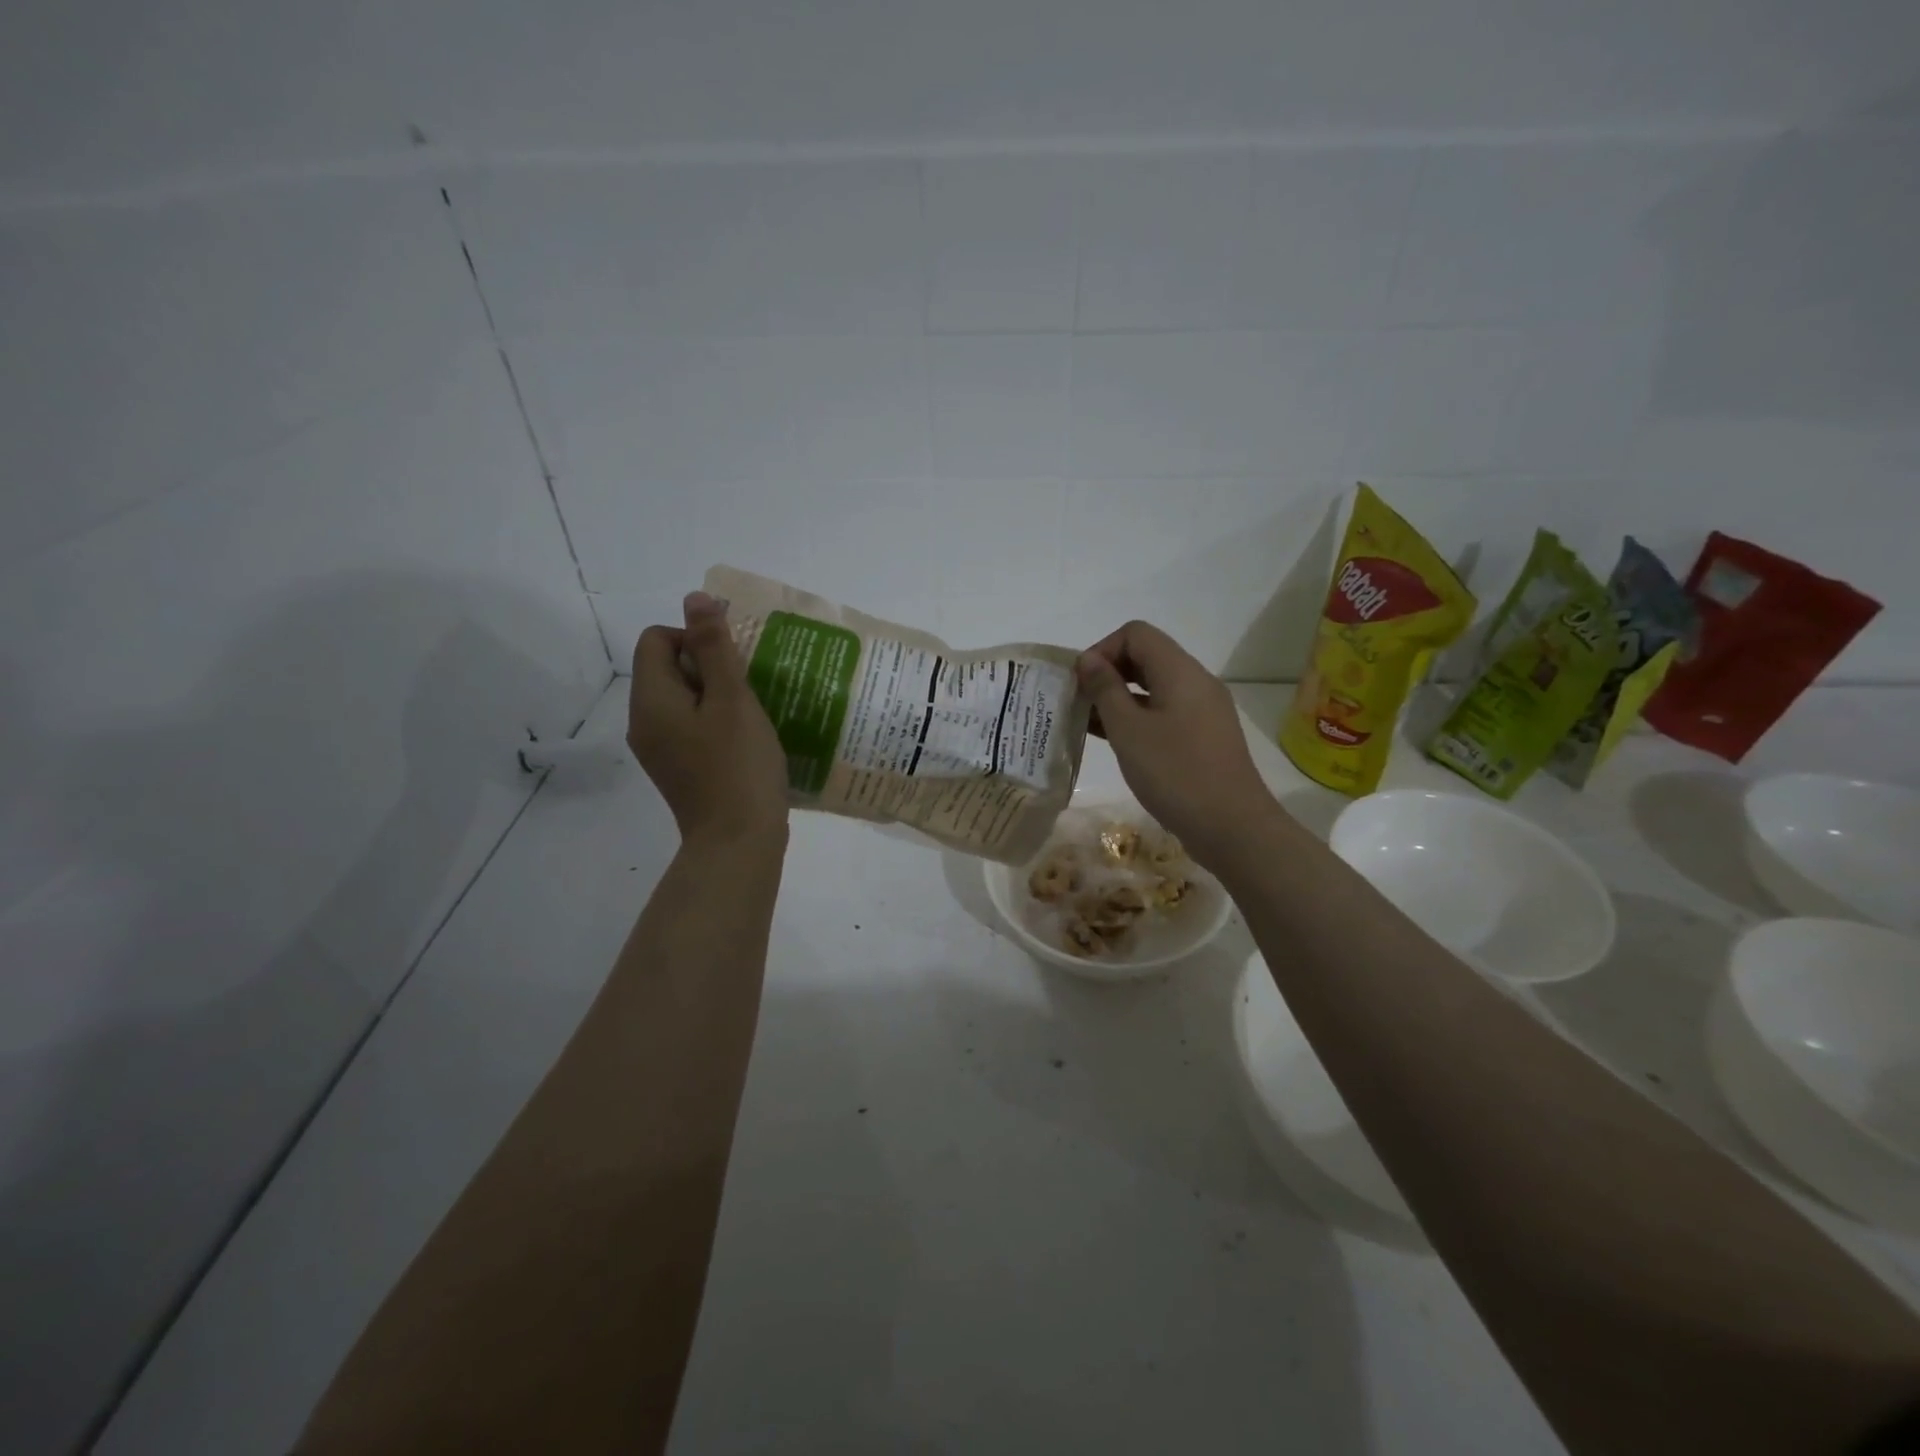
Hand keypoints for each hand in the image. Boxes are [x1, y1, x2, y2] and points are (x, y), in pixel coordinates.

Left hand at [628, 592, 788, 847]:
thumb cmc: (739, 766)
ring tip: (753, 712)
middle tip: (748, 688)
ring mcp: (659, 749)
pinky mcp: (678, 768)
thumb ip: (714, 647)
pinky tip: (745, 738)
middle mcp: (644, 722)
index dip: (695, 638)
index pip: (656, 639)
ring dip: (716, 695)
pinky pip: (690, 726)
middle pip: (668, 668)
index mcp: (652, 700)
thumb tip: (695, 598)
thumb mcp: (733, 699)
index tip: (732, 665)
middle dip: (709, 666)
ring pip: (682, 699)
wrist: (738, 842)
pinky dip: (715, 722)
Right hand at [1076, 621, 1282, 868]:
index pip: (1136, 634)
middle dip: (1108, 673)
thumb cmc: (1175, 773)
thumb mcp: (1129, 730)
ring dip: (1120, 698)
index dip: (1102, 649)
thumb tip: (1088, 660)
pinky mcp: (1204, 736)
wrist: (1232, 827)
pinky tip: (1115, 741)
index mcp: (1180, 671)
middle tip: (1079, 703)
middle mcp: (1196, 682)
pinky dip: (1138, 718)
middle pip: (1146, 657)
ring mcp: (1203, 710)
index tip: (1081, 683)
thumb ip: (1105, 689)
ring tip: (1088, 724)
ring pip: (1154, 687)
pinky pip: (1165, 712)